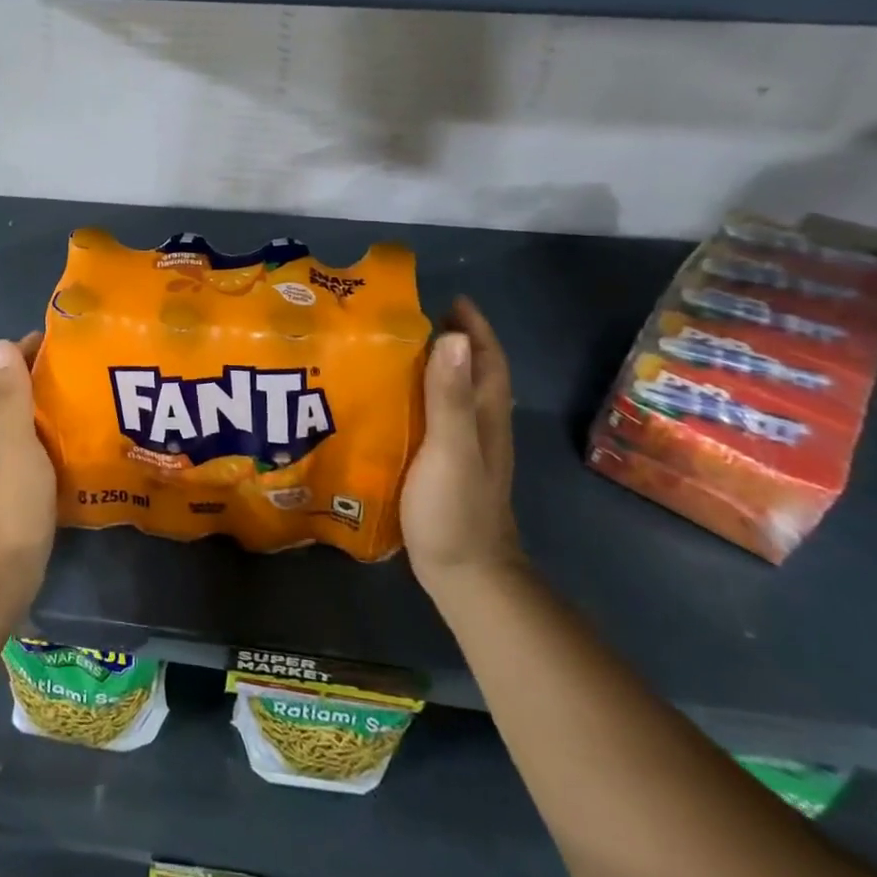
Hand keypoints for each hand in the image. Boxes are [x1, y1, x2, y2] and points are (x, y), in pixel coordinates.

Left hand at [0, 332, 55, 615]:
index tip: (64, 341)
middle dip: (39, 375)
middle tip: (83, 366)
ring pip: (20, 420)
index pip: (1, 372)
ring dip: (45, 404)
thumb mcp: (14, 445)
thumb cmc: (10, 506)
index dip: (26, 352)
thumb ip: (10, 396)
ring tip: (84, 396)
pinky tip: (73, 438)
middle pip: (9, 394)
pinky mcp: (11, 486)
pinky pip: (30, 445)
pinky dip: (48, 432)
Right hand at [401, 297, 525, 602]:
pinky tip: (389, 401)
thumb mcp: (450, 448)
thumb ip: (450, 396)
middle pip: (471, 373)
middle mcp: (481, 427)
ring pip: (453, 394)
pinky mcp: (445, 467)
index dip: (474, 327)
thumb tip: (453, 336)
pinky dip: (419, 397)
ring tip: (392, 351)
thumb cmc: (456, 509)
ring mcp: (465, 450)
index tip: (449, 299)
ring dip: (434, 368)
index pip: (487, 359)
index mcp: (486, 417)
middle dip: (451, 341)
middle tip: (408, 320)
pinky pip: (435, 417)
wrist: (465, 576)